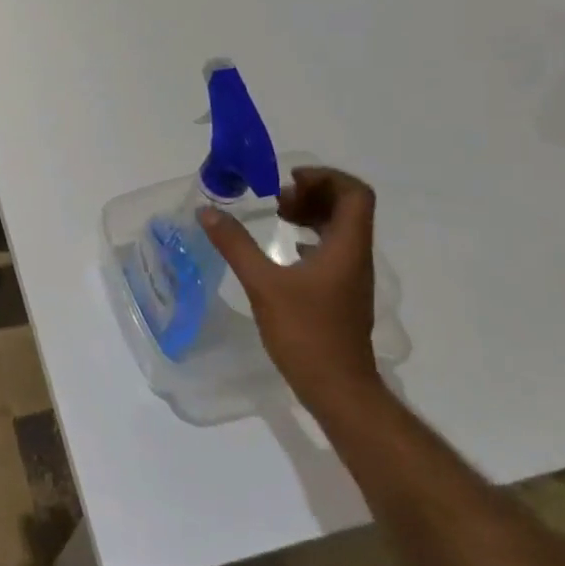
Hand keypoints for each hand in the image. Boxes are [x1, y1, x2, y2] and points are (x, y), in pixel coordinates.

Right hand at [200, 167, 383, 415]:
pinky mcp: (343, 293)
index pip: (354, 193)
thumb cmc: (305, 333)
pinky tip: (285, 250)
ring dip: (312, 214)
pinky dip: (311, 238)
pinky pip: (334, 249)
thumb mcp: (263, 285)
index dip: (325, 177)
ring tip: (278, 216)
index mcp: (347, 247)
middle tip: (278, 198)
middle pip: (349, 207)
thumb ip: (236, 245)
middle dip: (314, 193)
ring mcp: (352, 276)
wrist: (337, 388)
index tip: (288, 181)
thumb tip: (208, 211)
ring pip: (342, 228)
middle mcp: (356, 256)